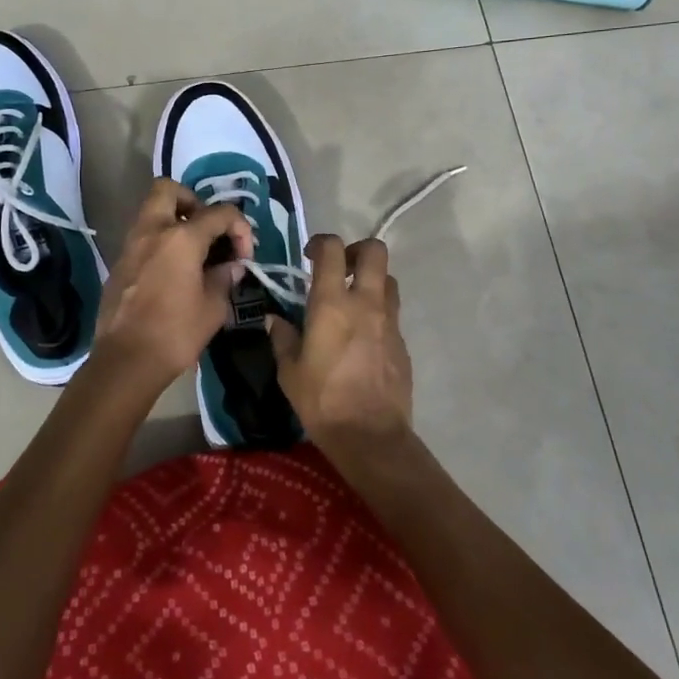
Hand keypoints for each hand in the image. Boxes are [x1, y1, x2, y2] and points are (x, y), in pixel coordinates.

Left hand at [93, 179, 253, 385]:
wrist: (126, 361)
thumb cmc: (175, 333)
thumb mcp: (213, 307)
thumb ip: (225, 278)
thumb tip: (231, 265)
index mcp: (181, 238)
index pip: (219, 213)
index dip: (240, 228)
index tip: (244, 255)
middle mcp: (152, 231)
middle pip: (169, 190)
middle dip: (193, 202)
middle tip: (208, 230)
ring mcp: (130, 246)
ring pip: (151, 212)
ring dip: (174, 222)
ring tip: (194, 252)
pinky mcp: (119, 264)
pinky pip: (142, 238)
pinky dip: (160, 242)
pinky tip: (173, 271)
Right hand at [267, 234, 413, 448]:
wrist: (370, 436)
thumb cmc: (321, 401)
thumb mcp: (289, 371)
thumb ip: (283, 338)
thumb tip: (275, 320)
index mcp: (332, 304)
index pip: (332, 249)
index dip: (320, 243)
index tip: (310, 255)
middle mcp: (366, 303)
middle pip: (374, 251)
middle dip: (357, 250)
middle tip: (340, 268)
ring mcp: (390, 322)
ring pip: (388, 280)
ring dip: (371, 281)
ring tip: (353, 301)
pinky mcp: (403, 342)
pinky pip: (392, 313)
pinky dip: (378, 313)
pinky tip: (363, 337)